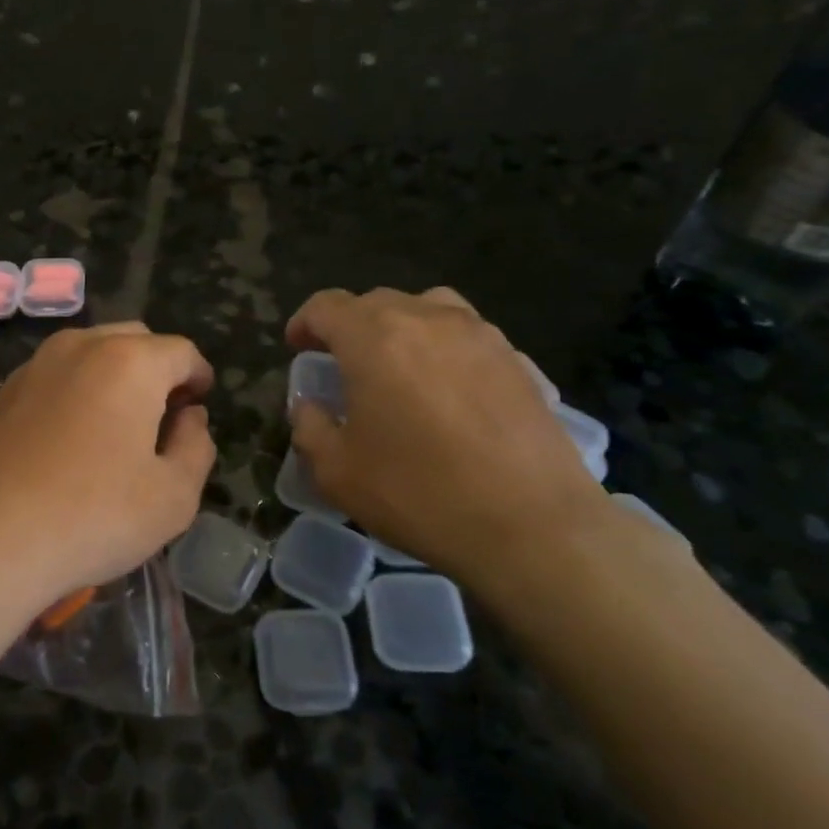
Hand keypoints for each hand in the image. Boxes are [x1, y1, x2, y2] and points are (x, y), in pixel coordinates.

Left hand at [0, 323, 215, 615]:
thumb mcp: (173, 496)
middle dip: (158, 369)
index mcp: (130, 362)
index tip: (200, 403)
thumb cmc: (91, 516)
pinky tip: (71, 438)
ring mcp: (34, 366)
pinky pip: (55, 376)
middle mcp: (79, 347)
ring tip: (118, 426)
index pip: (181, 352)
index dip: (199, 376)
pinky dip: (76, 391)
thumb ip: (196, 447)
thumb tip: (190, 418)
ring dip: (114, 376)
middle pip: (134, 341)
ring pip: (90, 353)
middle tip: (165, 415)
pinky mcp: (1, 392)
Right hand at [286, 287, 610, 591]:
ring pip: (428, 308)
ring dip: (401, 328)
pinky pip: (468, 337)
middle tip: (342, 364)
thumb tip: (311, 405)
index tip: (297, 348)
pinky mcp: (519, 361)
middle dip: (350, 326)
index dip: (304, 323)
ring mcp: (480, 336)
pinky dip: (445, 350)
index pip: (326, 306)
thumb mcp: (336, 471)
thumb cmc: (418, 494)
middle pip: (376, 302)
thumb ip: (309, 426)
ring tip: (398, 365)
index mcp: (374, 338)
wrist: (532, 526)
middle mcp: (427, 320)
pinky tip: (448, 391)